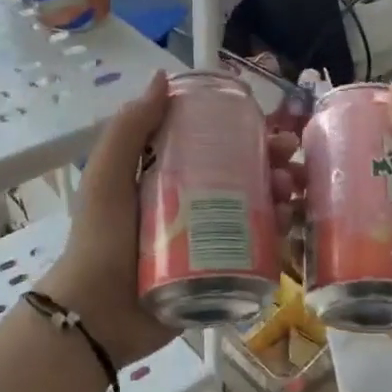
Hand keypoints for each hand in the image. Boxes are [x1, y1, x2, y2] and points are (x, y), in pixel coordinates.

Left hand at [39, 71, 300, 369]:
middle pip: (245, 176)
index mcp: (169, 177)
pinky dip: (280, 234)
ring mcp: (212, 240)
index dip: (246, 133)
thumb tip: (162, 77)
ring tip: (293, 190)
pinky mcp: (224, 272)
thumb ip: (129, 129)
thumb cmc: (101, 239)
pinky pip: (260, 249)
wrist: (98, 314)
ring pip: (259, 210)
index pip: (216, 146)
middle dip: (274, 163)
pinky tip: (290, 223)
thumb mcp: (108, 177)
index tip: (270, 126)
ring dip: (283, 194)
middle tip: (291, 159)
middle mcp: (195, 204)